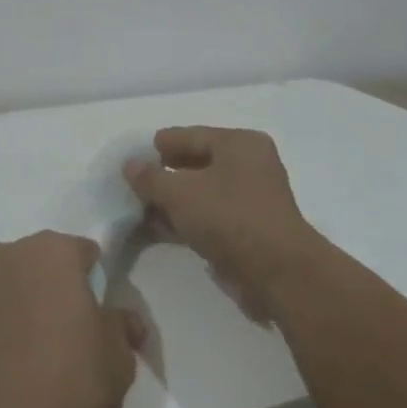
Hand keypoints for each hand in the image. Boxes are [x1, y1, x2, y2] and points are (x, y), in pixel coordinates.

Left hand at [0, 232, 143, 407]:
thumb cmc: (70, 383)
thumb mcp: (119, 358)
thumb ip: (122, 326)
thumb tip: (124, 320)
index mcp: (54, 251)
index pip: (86, 254)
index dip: (98, 283)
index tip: (103, 317)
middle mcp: (11, 255)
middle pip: (47, 264)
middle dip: (61, 288)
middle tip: (76, 332)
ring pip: (18, 285)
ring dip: (31, 304)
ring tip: (44, 351)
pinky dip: (7, 326)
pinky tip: (17, 362)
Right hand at [124, 126, 324, 315]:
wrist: (276, 272)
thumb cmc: (229, 217)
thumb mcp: (180, 192)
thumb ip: (150, 177)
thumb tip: (129, 165)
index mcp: (239, 144)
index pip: (192, 135)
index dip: (162, 144)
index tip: (135, 153)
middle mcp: (249, 165)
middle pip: (197, 162)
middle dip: (166, 173)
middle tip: (135, 180)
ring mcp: (251, 198)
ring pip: (202, 191)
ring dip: (173, 199)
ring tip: (141, 205)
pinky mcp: (248, 228)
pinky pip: (210, 214)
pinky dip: (186, 218)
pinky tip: (160, 227)